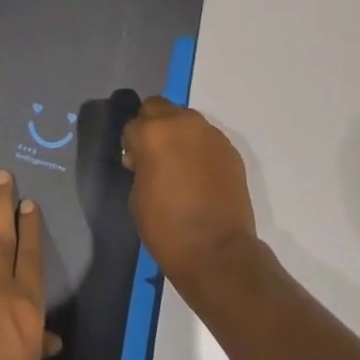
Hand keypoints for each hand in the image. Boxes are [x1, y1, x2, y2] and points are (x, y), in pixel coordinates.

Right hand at [122, 97, 258, 297]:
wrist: (218, 252)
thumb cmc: (167, 228)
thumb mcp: (137, 195)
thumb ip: (140, 165)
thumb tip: (145, 158)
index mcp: (153, 133)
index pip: (132, 124)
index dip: (130, 144)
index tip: (134, 163)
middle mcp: (182, 123)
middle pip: (158, 107)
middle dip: (152, 125)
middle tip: (154, 155)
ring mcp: (209, 133)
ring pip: (185, 119)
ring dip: (177, 133)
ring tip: (179, 164)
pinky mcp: (229, 148)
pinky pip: (206, 138)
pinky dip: (198, 148)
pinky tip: (200, 174)